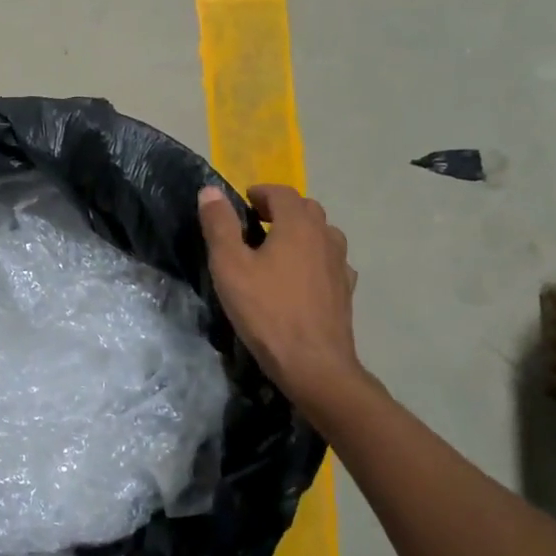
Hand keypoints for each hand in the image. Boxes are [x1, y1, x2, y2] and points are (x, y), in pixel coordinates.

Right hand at [197, 184, 368, 416]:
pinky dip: (315, 258)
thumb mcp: (230, 266)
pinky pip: (331, 262)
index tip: (243, 201)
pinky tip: (300, 277)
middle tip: (255, 223)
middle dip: (281, 209)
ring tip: (278, 248)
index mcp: (297, 225)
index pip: (283, 192)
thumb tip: (210, 190)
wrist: (313, 364)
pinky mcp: (345, 291)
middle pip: (307, 209)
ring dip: (301, 232)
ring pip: (323, 234)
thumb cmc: (266, 311)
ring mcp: (340, 265)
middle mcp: (325, 237)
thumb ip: (219, 224)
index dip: (261, 192)